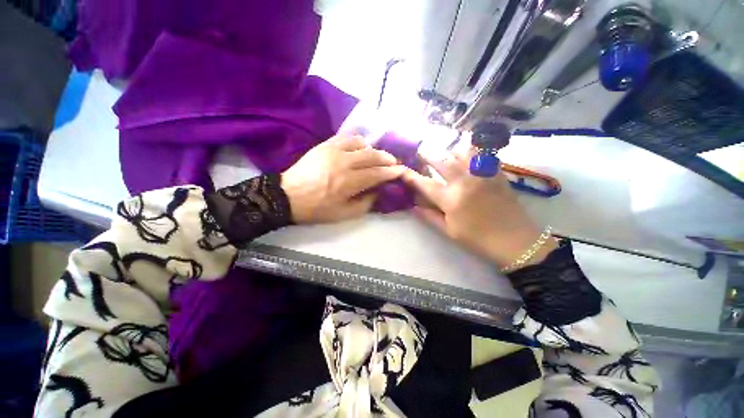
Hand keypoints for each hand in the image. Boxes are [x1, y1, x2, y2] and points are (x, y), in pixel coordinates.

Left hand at [282, 135, 404, 223]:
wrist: (288, 196)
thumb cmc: (317, 209)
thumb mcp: (343, 215)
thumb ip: (365, 204)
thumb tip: (378, 192)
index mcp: (349, 182)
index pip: (377, 173)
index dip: (391, 172)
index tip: (401, 170)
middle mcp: (344, 163)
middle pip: (372, 156)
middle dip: (387, 158)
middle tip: (394, 162)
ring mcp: (333, 151)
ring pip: (361, 144)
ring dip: (373, 149)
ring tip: (377, 156)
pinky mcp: (325, 145)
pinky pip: (346, 137)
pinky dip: (358, 141)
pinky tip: (360, 147)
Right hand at [402, 152, 556, 270]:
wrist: (516, 241)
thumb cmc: (478, 239)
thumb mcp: (449, 231)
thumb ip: (429, 216)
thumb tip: (413, 205)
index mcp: (451, 199)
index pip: (425, 184)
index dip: (411, 176)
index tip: (402, 169)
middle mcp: (465, 182)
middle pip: (442, 161)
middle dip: (428, 154)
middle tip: (420, 151)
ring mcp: (482, 175)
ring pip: (463, 153)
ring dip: (449, 152)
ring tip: (445, 154)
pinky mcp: (496, 174)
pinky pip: (482, 155)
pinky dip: (471, 152)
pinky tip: (467, 156)